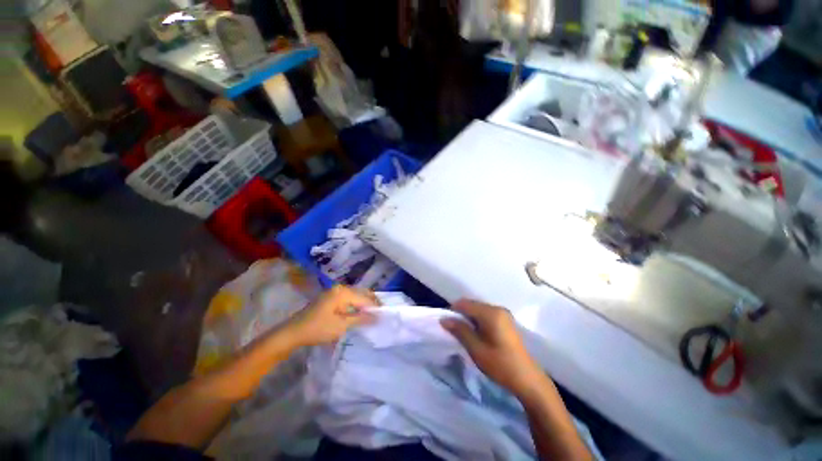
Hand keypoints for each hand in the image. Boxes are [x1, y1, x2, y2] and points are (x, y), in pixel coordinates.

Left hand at [287, 285, 378, 346]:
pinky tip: (358, 313)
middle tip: (379, 315)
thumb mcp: (341, 326)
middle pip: (361, 293)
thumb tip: (378, 316)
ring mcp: (334, 291)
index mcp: (343, 292)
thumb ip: (361, 319)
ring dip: (363, 304)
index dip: (375, 307)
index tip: (384, 315)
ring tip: (371, 315)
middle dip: (371, 303)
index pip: (365, 298)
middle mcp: (340, 288)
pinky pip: (348, 298)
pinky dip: (355, 304)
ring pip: (355, 295)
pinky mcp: (330, 297)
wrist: (293, 332)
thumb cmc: (318, 329)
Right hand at [441, 300, 544, 397]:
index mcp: (491, 313)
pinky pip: (486, 315)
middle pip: (472, 305)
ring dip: (469, 318)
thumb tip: (443, 319)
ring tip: (463, 333)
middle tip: (453, 330)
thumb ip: (460, 331)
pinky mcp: (506, 321)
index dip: (452, 311)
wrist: (528, 380)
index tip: (445, 324)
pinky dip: (477, 321)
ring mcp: (503, 314)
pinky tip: (476, 334)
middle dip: (461, 315)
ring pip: (478, 310)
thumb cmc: (500, 364)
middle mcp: (497, 308)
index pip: (465, 303)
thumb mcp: (476, 349)